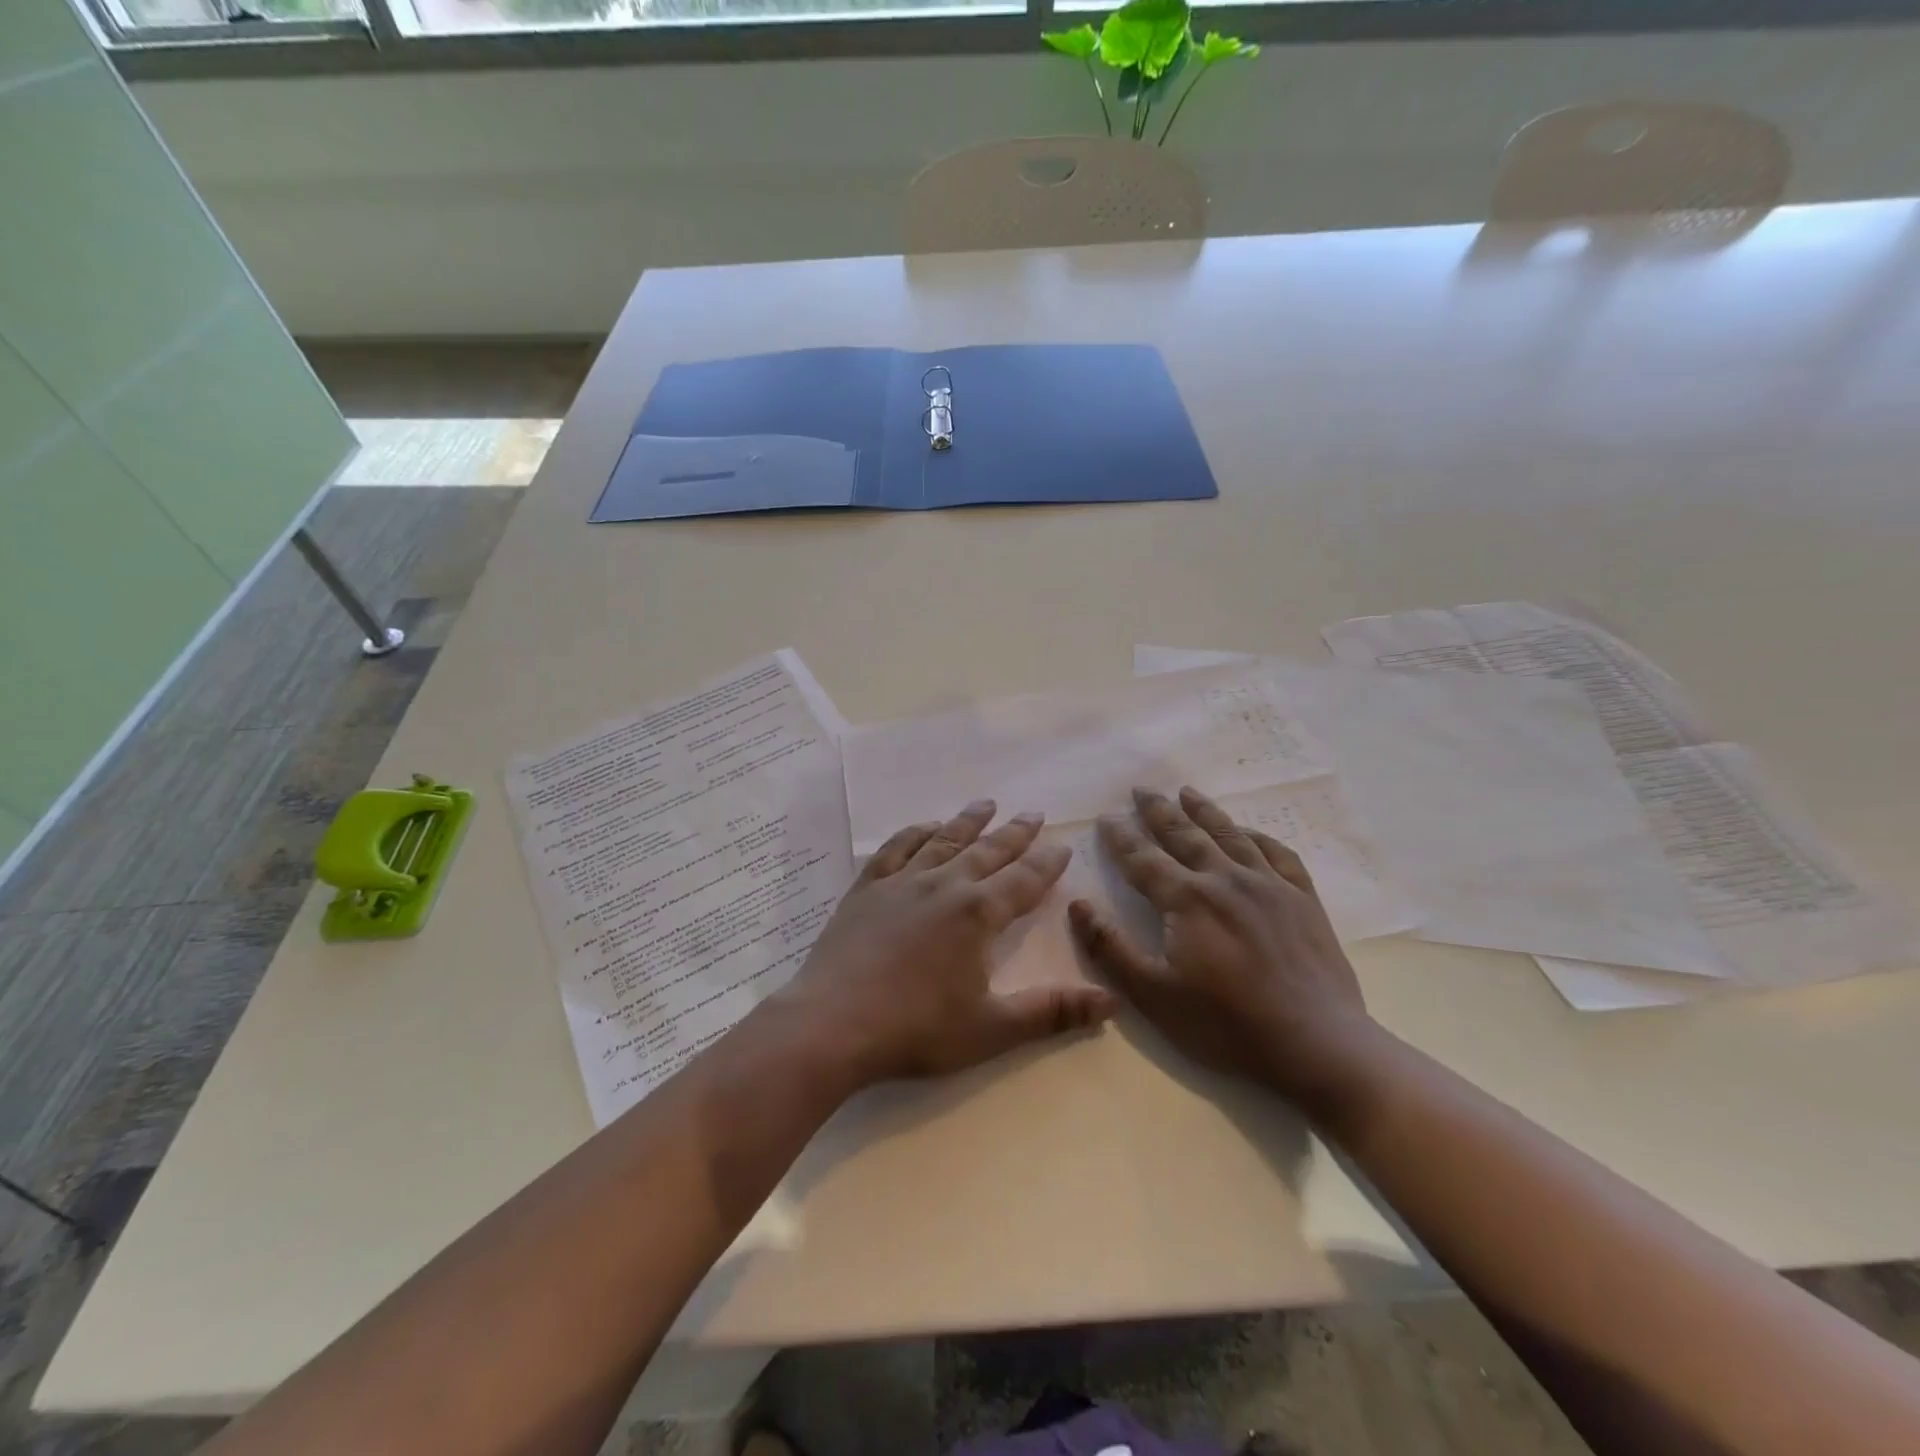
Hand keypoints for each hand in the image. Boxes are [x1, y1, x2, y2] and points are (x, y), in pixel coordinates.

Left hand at [775, 799, 1115, 1090]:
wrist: (832, 1025)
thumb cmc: (916, 1029)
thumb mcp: (992, 1029)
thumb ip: (1051, 1012)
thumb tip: (1111, 1002)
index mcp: (977, 914)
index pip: (1023, 881)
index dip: (1046, 864)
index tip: (1062, 846)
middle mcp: (944, 885)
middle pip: (987, 851)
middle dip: (1014, 833)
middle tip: (1033, 813)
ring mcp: (901, 883)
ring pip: (943, 841)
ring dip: (967, 822)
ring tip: (985, 803)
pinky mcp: (866, 889)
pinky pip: (896, 849)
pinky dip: (914, 833)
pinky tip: (924, 828)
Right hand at [1069, 786, 1381, 1116]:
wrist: (1317, 1044)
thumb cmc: (1227, 1024)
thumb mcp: (1154, 995)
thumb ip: (1111, 948)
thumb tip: (1077, 905)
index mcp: (1187, 900)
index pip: (1143, 859)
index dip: (1121, 837)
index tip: (1105, 817)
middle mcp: (1225, 879)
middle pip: (1185, 835)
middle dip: (1158, 811)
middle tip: (1141, 790)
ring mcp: (1269, 885)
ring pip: (1230, 835)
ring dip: (1204, 811)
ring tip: (1187, 792)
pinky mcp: (1303, 899)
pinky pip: (1278, 854)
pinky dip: (1258, 836)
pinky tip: (1249, 832)